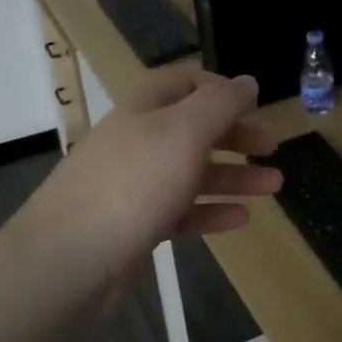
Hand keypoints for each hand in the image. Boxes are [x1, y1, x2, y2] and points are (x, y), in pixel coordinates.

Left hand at [11, 69, 281, 306]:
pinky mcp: (134, 226)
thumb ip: (221, 104)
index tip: (254, 103)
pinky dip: (211, 211)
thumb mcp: (185, 132)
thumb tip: (247, 81)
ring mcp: (134, 186)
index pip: (183, 82)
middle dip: (235, 135)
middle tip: (271, 146)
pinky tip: (241, 219)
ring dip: (234, 176)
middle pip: (193, 128)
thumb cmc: (133, 184)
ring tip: (273, 185)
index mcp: (144, 109)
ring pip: (192, 173)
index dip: (219, 87)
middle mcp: (138, 142)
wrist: (67, 260)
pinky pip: (181, 212)